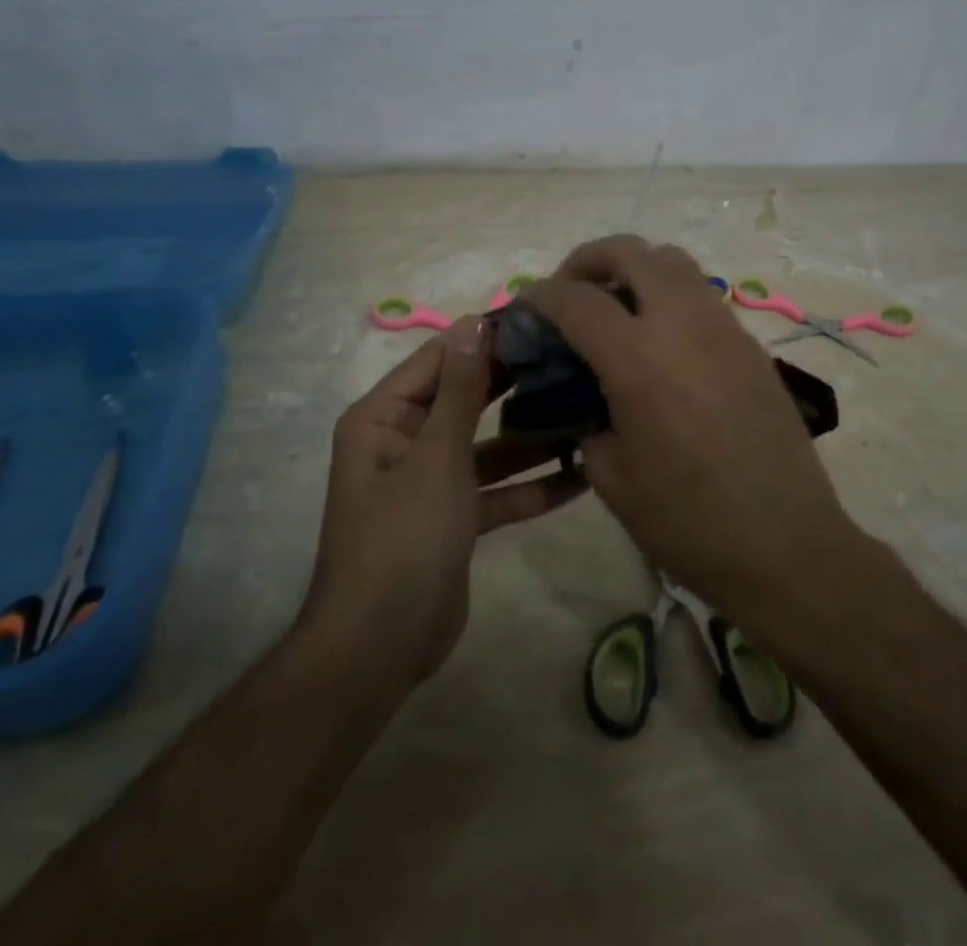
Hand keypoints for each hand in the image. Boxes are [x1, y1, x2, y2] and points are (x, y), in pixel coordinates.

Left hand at [299, 316, 587, 684]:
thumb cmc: (403, 537)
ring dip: (531, 437)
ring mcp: (432, 481)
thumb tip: (474, 322)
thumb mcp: (437, 456)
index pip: (439, 359)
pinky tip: (581, 477)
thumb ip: (461, 389)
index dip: (485, 338)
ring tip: (586, 411)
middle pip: (466, 399)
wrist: (381, 647)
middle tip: (572, 360)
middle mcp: (405, 441)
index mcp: (385, 417)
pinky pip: (496, 490)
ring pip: (488, 447)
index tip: (539, 320)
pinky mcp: (455, 518)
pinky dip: (530, 486)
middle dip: (514, 385)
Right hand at [520, 236, 855, 626]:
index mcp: (638, 358)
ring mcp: (724, 329)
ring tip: (618, 310)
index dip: (540, 295)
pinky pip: (702, 296)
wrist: (786, 545)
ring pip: (674, 262)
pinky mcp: (751, 345)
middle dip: (589, 260)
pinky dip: (671, 297)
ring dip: (636, 271)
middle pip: (631, 252)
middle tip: (573, 292)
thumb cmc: (689, 521)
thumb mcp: (612, 478)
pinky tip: (663, 344)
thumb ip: (587, 420)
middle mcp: (682, 325)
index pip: (576, 298)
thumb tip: (586, 396)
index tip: (526, 307)